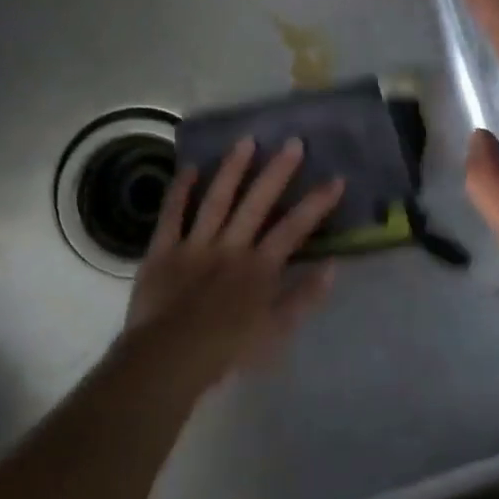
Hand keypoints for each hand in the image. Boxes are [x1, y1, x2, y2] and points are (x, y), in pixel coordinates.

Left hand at [120, 137, 344, 388]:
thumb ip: (305, 297)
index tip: (335, 179)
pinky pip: (172, 215)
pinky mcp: (163, 249)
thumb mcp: (277, 331)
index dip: (316, 203)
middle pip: (257, 203)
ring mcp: (195, 244)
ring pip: (217, 199)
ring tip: (246, 140)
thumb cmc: (227, 350)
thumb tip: (333, 266)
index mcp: (259, 267)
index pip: (294, 228)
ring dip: (232, 169)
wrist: (170, 358)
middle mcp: (231, 246)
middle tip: (294, 142)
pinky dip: (179, 191)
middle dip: (278, 172)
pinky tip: (189, 167)